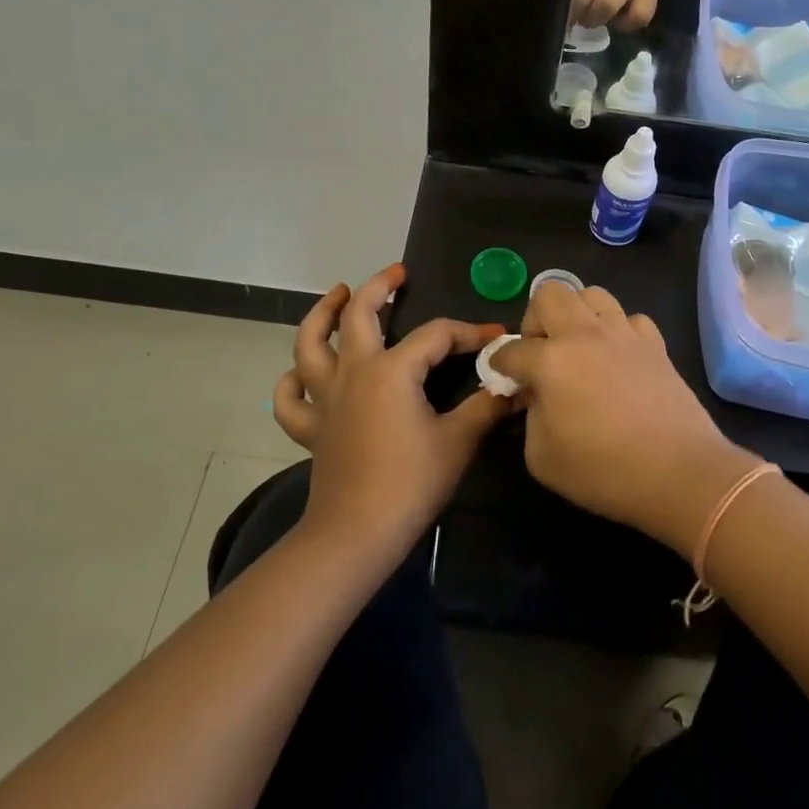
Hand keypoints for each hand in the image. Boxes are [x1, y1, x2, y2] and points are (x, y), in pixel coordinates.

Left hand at [273, 264, 514, 573]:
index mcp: (392, 370)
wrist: (356, 535)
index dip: (469, 333)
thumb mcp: (458, 441)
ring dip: (322, 314)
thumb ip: (488, 406)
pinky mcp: (311, 427)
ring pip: (310, 343)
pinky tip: (301, 373)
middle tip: (398, 274)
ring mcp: (326, 398)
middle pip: (359, 315)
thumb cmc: (411, 483)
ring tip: (337, 294)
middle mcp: (354, 372)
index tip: (497, 338)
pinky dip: (292, 381)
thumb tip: (516, 384)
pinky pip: (291, 398)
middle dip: (379, 286)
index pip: (437, 335)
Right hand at [492, 283, 756, 557]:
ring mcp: (624, 334)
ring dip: (577, 315)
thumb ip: (529, 417)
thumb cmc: (604, 471)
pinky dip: (617, 330)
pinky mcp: (655, 343)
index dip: (500, 365)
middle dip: (535, 319)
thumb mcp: (542, 457)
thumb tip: (535, 396)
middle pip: (550, 293)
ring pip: (592, 294)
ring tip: (578, 348)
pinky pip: (630, 318)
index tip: (504, 380)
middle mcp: (585, 334)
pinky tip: (617, 357)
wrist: (679, 473)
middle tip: (540, 352)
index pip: (512, 350)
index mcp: (551, 360)